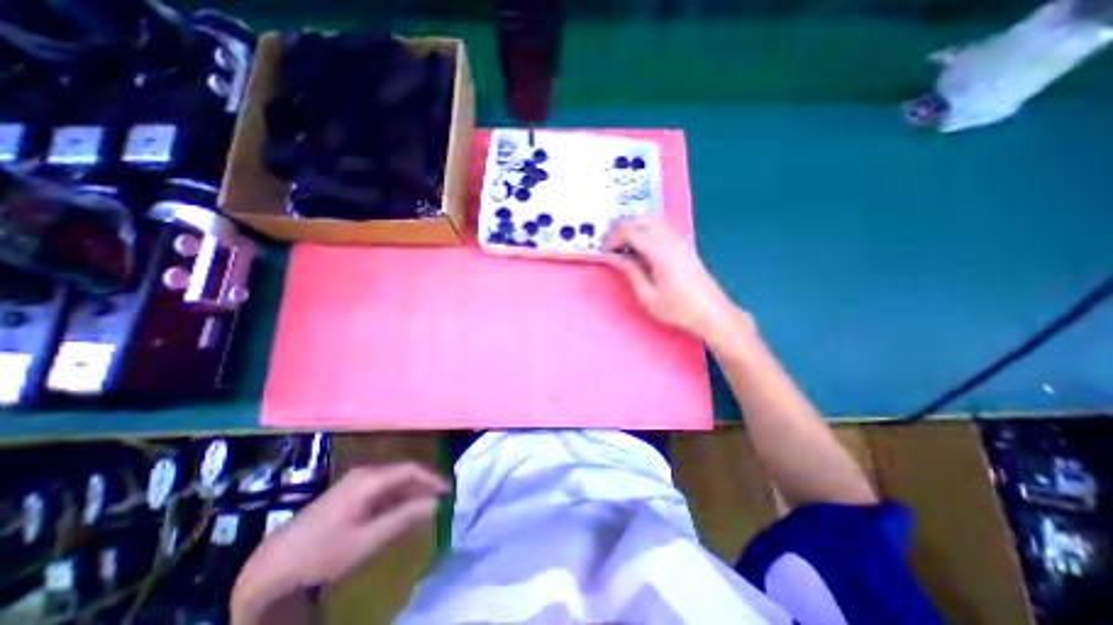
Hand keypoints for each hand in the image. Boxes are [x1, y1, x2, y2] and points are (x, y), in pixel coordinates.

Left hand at [232, 461, 446, 607]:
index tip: (449, 492)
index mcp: (370, 479)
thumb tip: (436, 504)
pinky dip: (395, 499)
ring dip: (410, 493)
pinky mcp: (348, 493)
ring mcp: (355, 482)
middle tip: (440, 501)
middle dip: (424, 486)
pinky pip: (381, 490)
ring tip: (424, 509)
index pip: (412, 469)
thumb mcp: (368, 540)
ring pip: (393, 482)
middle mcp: (365, 473)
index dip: (433, 478)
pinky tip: (399, 514)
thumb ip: (405, 518)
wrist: (272, 566)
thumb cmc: (323, 552)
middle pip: (403, 473)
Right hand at [606, 214, 740, 339]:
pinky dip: (646, 230)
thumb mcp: (648, 296)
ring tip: (623, 245)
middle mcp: (671, 240)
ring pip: (653, 220)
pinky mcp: (684, 246)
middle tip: (611, 245)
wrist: (712, 314)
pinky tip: (641, 248)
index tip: (604, 251)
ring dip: (635, 227)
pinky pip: (661, 228)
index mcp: (660, 252)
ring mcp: (680, 241)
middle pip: (642, 219)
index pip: (631, 232)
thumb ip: (631, 272)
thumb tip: (614, 257)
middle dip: (622, 228)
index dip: (613, 238)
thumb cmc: (678, 310)